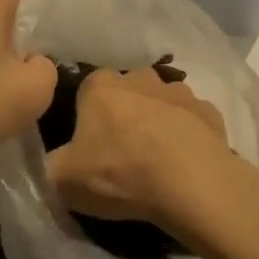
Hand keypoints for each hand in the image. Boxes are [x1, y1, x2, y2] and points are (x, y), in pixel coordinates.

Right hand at [46, 67, 253, 238]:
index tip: (90, 147)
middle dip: (124, 115)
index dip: (88, 118)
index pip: (87, 91)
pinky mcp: (208, 111)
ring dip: (158, 122)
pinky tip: (186, 164)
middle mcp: (139, 77)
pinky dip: (188, 136)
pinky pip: (191, 121)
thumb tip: (51, 162)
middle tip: (124, 154)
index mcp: (100, 86)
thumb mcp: (64, 180)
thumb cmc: (120, 173)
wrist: (189, 181)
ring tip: (158, 161)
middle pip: (126, 92)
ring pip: (161, 103)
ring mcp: (177, 91)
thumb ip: (50, 165)